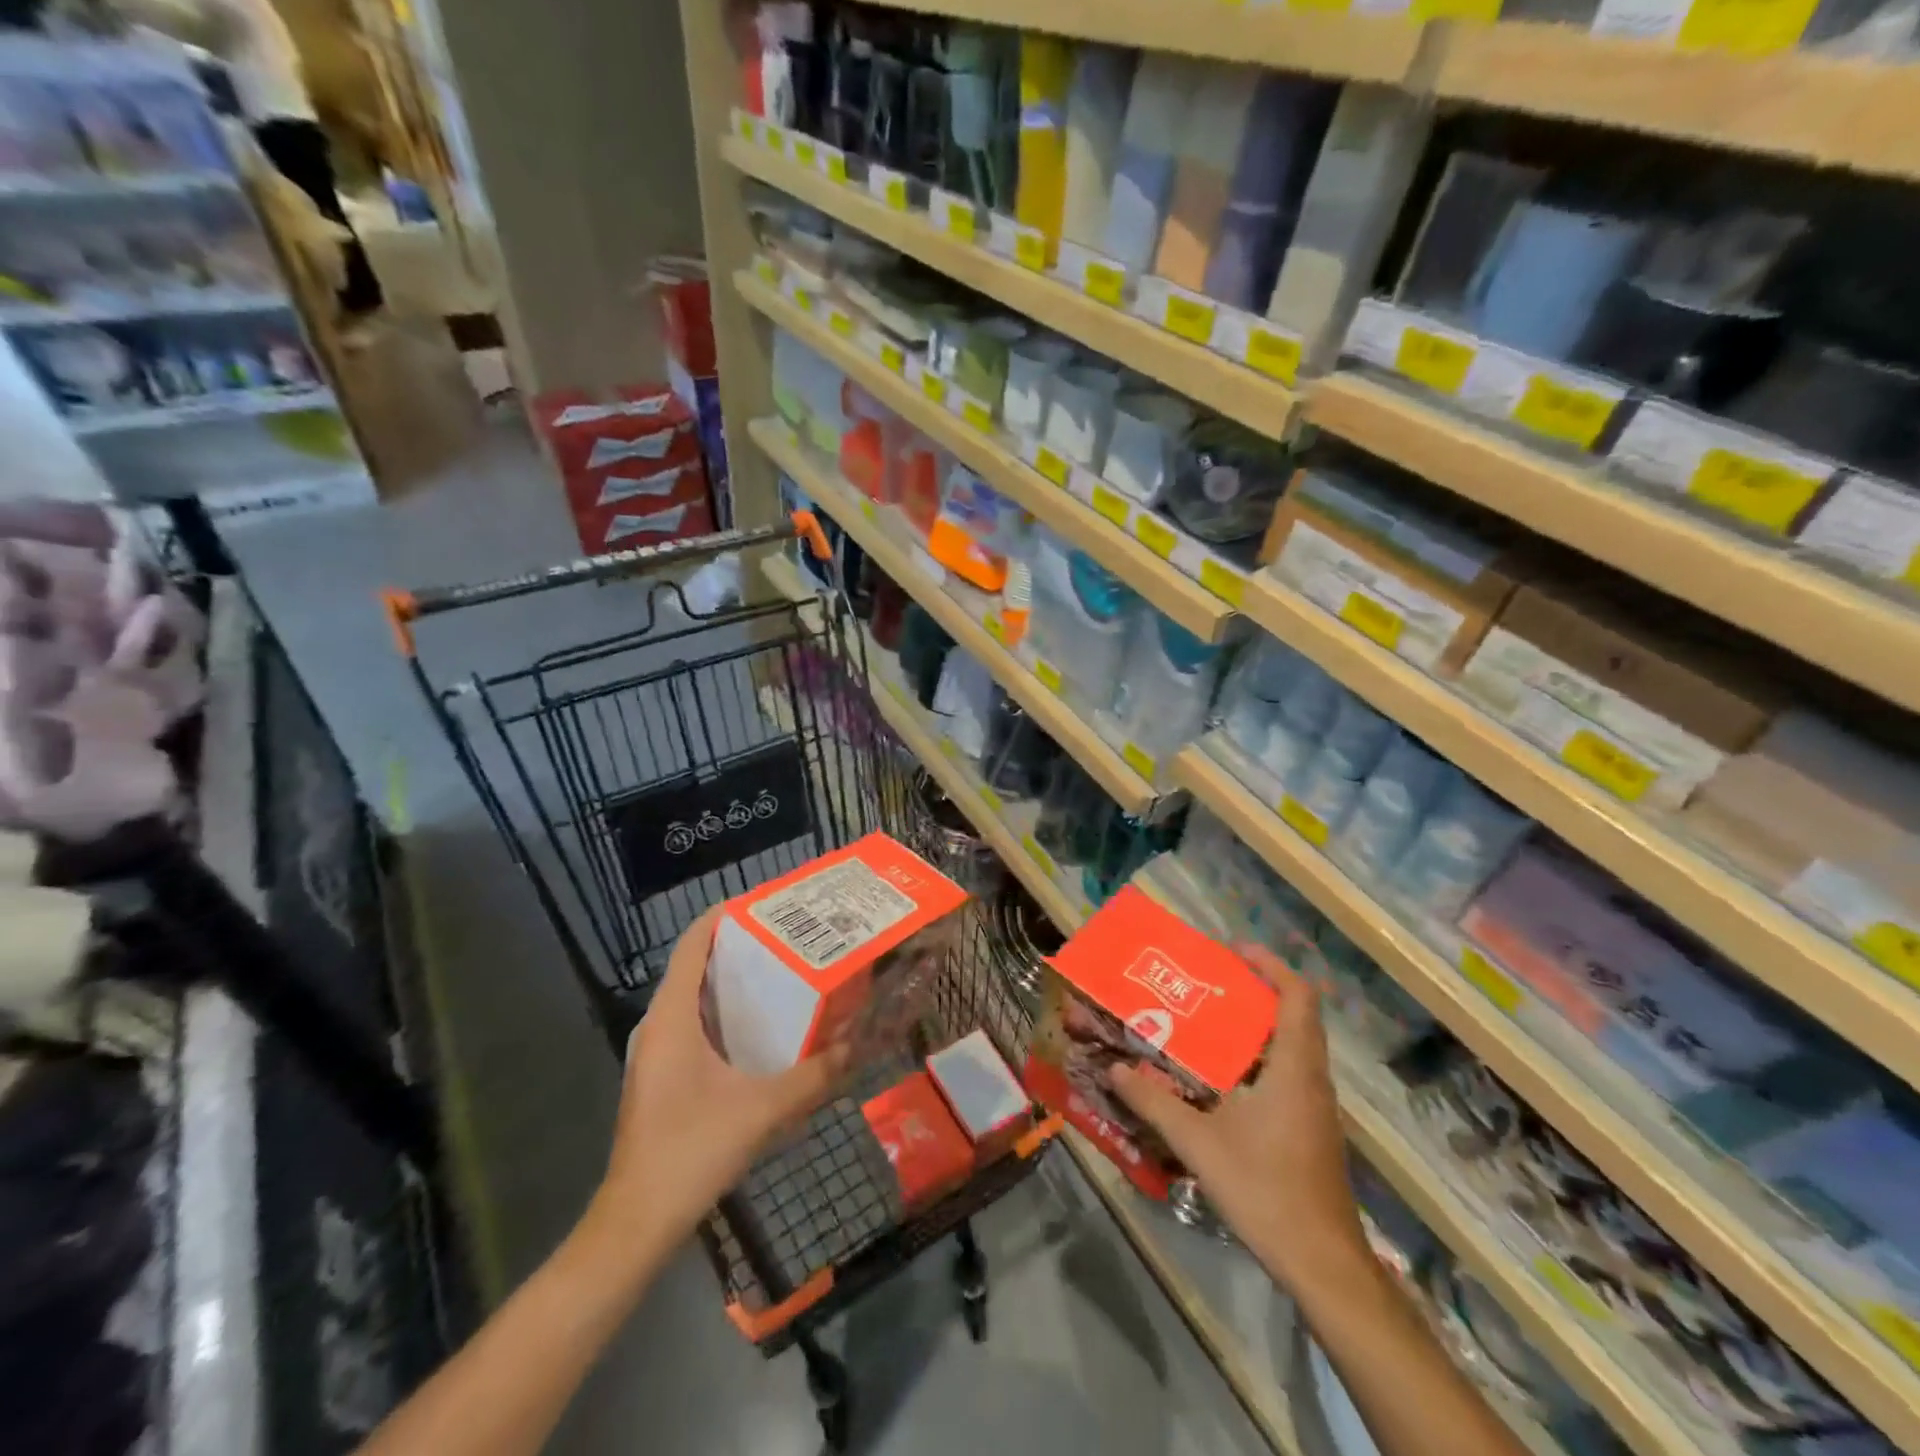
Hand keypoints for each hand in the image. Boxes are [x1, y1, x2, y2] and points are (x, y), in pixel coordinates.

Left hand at [590, 908, 845, 1253]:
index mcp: (672, 1018)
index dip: (722, 917)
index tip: (765, 904)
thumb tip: (855, 1046)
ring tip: (782, 971)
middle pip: (695, 965)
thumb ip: (812, 1076)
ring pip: (694, 997)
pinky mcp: (663, 1076)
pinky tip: (761, 1027)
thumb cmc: (691, 1151)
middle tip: (788, 936)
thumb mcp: (762, 1110)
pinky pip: (694, 1024)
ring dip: (732, 980)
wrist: (638, 1221)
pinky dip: (725, 1012)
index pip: (691, 945)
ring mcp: (657, 1053)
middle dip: (738, 945)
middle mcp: (659, 1026)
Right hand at [1108, 943, 1367, 1291]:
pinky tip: (1221, 1085)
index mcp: (1294, 1068)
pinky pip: (1287, 1078)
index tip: (1233, 952)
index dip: (1270, 966)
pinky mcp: (1311, 1132)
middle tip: (1206, 987)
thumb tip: (1114, 1070)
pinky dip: (1258, 1064)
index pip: (1298, 997)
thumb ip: (1155, 1102)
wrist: (1323, 1264)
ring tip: (1205, 1027)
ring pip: (1290, 1050)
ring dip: (1254, 1031)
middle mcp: (1311, 1079)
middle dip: (1253, 994)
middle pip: (1293, 1018)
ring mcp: (1316, 1109)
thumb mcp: (1199, 1143)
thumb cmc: (1266, 1189)